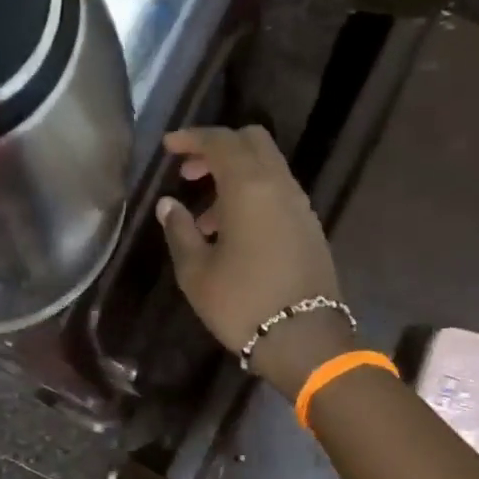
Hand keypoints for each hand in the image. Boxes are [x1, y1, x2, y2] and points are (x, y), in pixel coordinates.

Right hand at [156, 126, 352, 398]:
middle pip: (252, 142)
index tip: (168, 146)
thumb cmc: (241, 303)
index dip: (192, 138)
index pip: (220, 142)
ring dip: (234, 176)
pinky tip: (232, 232)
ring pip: (266, 168)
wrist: (303, 340)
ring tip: (204, 218)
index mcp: (248, 188)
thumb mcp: (195, 272)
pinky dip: (252, 195)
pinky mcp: (309, 227)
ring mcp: (299, 206)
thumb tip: (169, 204)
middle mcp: (279, 186)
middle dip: (218, 148)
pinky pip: (277, 193)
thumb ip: (179, 230)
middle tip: (188, 173)